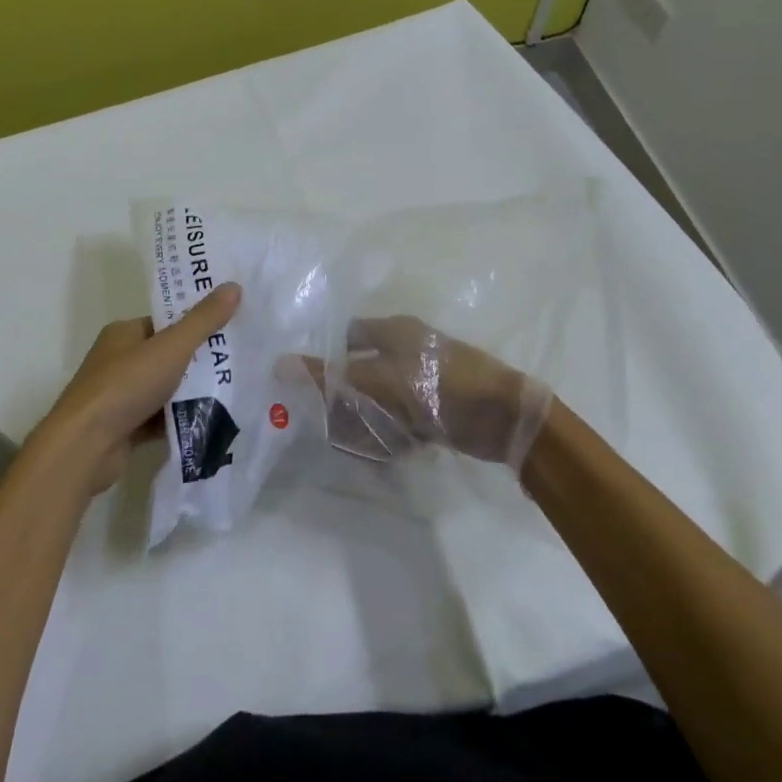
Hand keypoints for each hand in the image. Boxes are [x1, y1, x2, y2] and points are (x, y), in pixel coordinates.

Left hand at [28, 283, 241, 498]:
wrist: (85, 446)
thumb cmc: (126, 385)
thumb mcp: (172, 347)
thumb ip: (204, 320)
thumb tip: (234, 286)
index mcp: (123, 333)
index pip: (165, 322)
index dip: (196, 323)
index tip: (229, 327)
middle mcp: (118, 361)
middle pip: (167, 356)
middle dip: (199, 360)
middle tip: (237, 361)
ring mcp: (119, 396)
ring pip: (165, 389)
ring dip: (191, 393)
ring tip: (232, 390)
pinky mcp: (124, 428)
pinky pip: (160, 418)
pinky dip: (180, 420)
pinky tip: (210, 421)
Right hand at [315, 316, 554, 469]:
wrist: (501, 416)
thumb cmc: (434, 385)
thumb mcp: (374, 381)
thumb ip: (328, 377)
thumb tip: (279, 364)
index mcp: (393, 330)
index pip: (349, 335)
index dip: (330, 356)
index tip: (314, 385)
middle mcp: (408, 349)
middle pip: (364, 369)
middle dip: (347, 398)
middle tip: (333, 423)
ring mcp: (427, 378)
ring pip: (383, 397)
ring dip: (370, 419)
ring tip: (359, 443)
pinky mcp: (441, 406)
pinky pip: (406, 417)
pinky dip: (395, 432)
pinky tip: (391, 450)